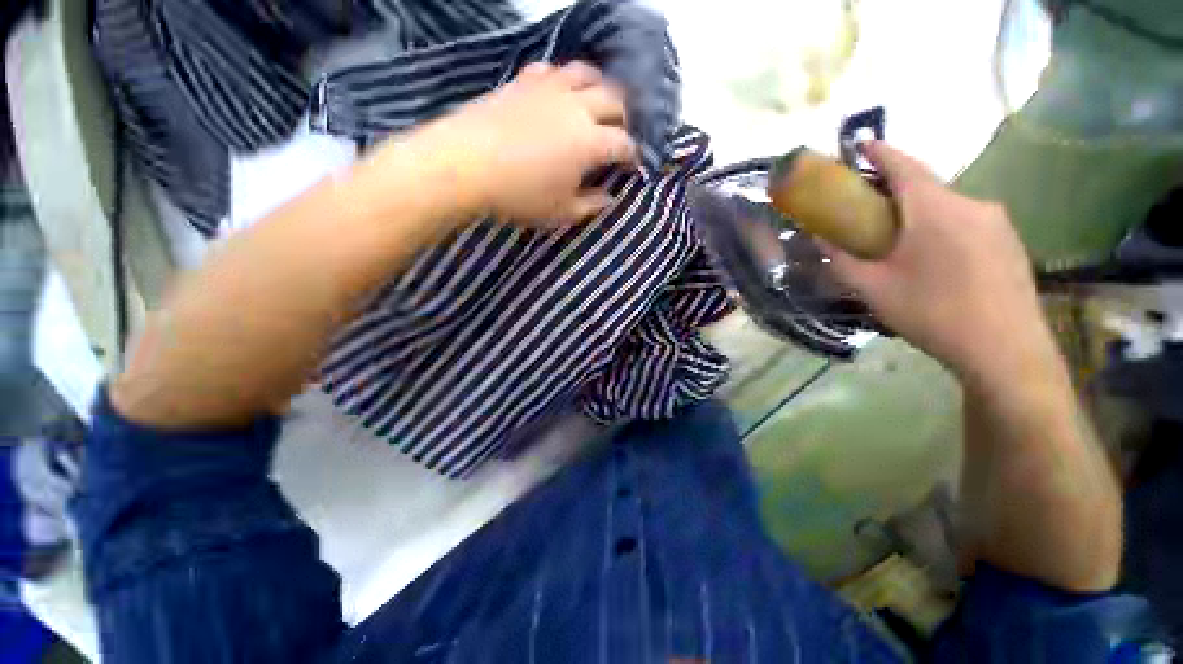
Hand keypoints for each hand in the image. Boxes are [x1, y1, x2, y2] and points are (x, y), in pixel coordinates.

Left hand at [405, 61, 638, 228]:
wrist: (465, 165)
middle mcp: (577, 107)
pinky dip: (563, 79)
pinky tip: (559, 92)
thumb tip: (609, 197)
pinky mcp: (523, 81)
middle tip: (619, 133)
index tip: (631, 165)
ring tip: (595, 105)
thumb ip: (590, 205)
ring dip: (598, 88)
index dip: (632, 155)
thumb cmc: (519, 196)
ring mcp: (549, 89)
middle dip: (623, 117)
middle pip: (614, 99)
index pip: (623, 144)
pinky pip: (552, 70)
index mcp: (590, 142)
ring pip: (586, 73)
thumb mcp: (560, 213)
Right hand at [822, 142, 1056, 385]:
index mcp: (935, 209)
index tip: (861, 144)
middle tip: (869, 209)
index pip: (904, 166)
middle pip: (926, 186)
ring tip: (899, 240)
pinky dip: (943, 226)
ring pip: (948, 205)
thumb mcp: (873, 288)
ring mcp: (996, 221)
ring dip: (919, 212)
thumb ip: (841, 259)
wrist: (1004, 351)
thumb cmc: (932, 313)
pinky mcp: (1009, 241)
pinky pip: (967, 221)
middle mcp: (971, 204)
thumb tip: (818, 237)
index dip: (880, 152)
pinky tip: (933, 258)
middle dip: (895, 190)